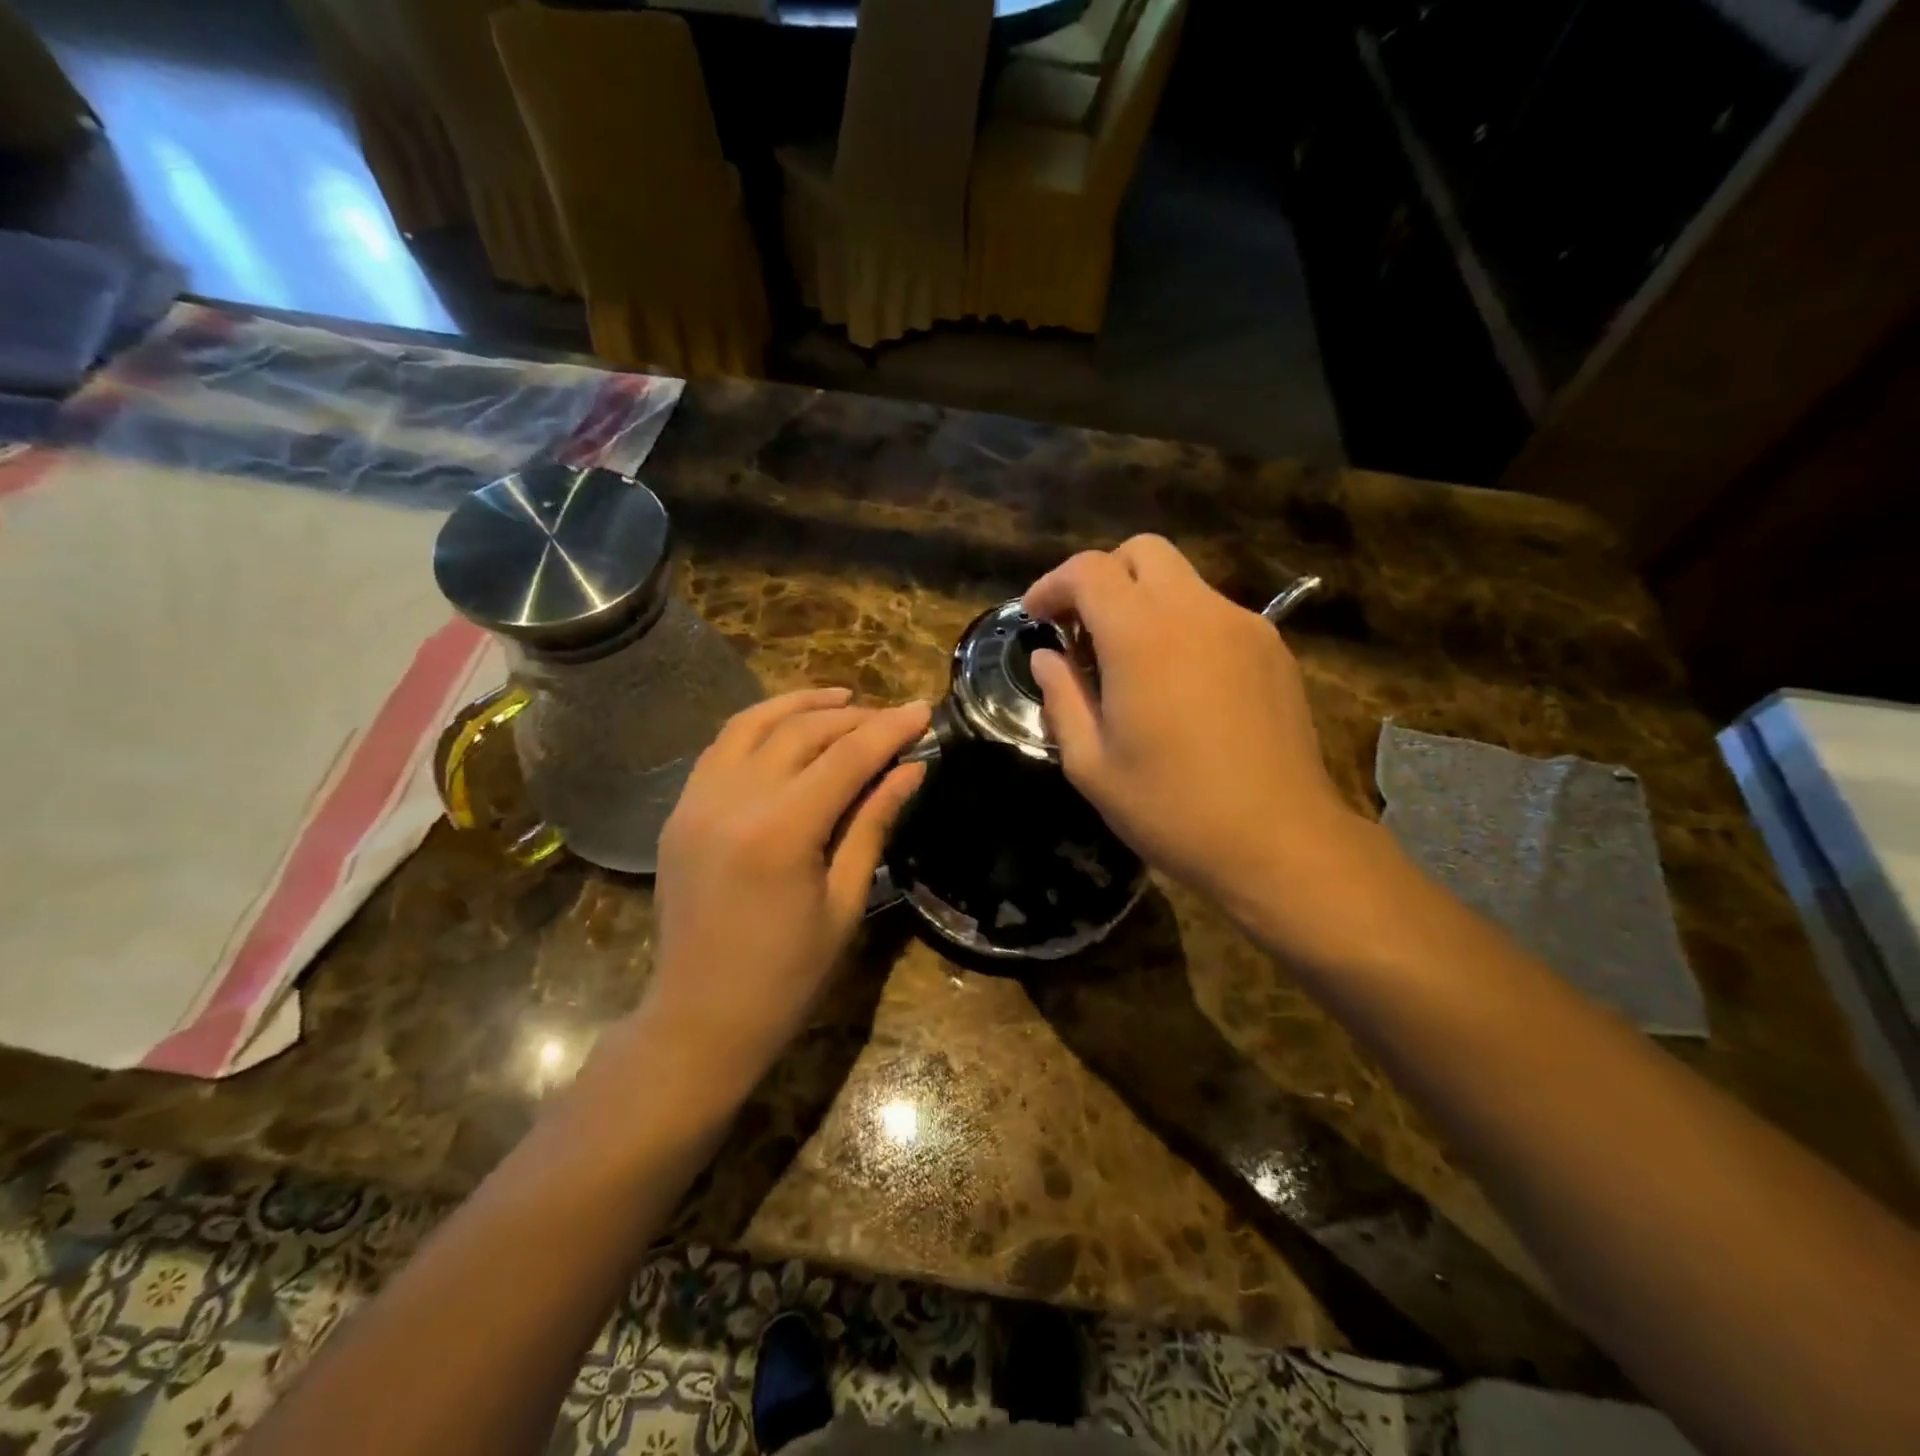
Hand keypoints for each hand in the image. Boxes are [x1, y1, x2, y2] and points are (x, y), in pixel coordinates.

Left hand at [643, 689, 929, 1098]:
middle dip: (854, 717)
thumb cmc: (788, 974)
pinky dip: (758, 726)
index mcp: (782, 831)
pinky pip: (721, 747)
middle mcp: (734, 800)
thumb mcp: (845, 901)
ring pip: (753, 724)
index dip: (889, 729)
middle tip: (891, 718)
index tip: (922, 710)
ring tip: (841, 699)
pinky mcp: (680, 810)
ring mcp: (697, 801)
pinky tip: (786, 728)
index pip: (847, 757)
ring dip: (801, 705)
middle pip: (802, 731)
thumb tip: (911, 769)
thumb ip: (874, 823)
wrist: (700, 1017)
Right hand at [1024, 536, 1362, 916]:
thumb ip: (1062, 698)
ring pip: (1183, 580)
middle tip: (1083, 630)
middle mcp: (1196, 611)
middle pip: (1142, 552)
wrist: (1279, 841)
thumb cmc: (1171, 808)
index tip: (1037, 617)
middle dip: (1102, 577)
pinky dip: (1183, 625)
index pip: (1089, 570)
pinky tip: (1179, 682)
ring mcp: (1243, 625)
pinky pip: (1215, 613)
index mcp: (1142, 634)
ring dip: (1144, 601)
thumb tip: (1047, 658)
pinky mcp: (1273, 648)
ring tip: (1130, 662)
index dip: (1052, 585)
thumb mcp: (1091, 764)